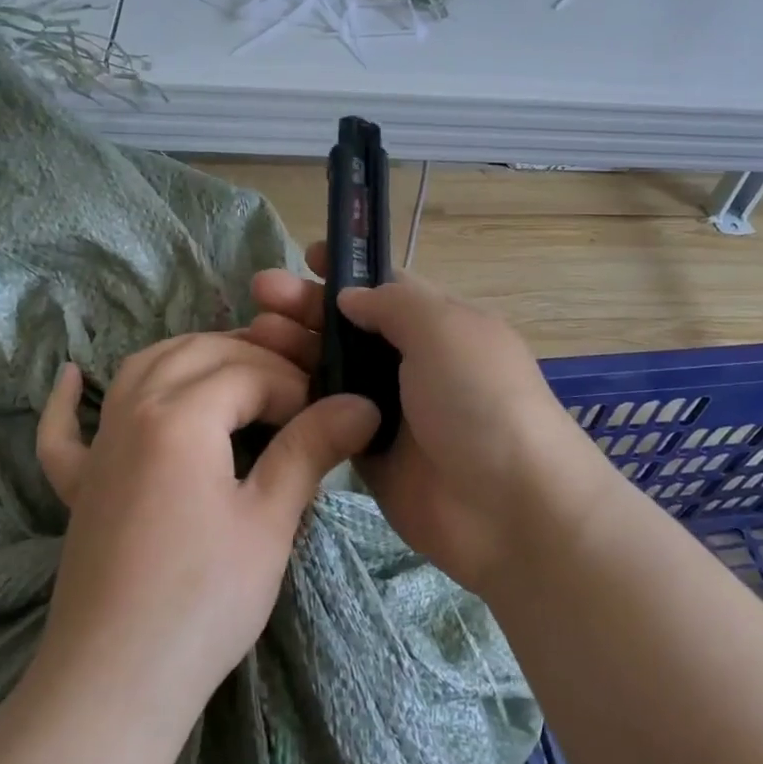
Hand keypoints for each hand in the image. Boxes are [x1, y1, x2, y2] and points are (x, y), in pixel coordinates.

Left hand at [33, 335, 379, 720]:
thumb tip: (361, 404)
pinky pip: (64, 429)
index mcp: (181, 415)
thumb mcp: (269, 521)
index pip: (248, 371)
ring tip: (228, 370)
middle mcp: (133, 410)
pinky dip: (69, 400)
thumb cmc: (203, 600)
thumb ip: (310, 449)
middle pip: (196, 352)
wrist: (116, 682)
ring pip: (140, 369)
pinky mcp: (78, 484)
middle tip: (294, 390)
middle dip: (251, 357)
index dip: (295, 386)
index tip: (326, 417)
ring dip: (188, 357)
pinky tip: (73, 377)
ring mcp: (98, 446)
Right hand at [245, 245, 589, 594]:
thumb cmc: (479, 398)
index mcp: (438, 325)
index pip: (385, 287)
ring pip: (331, 370)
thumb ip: (394, 303)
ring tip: (255, 335)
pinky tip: (263, 384)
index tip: (305, 257)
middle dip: (306, 305)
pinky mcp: (367, 453)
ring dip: (295, 348)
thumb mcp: (444, 328)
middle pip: (349, 326)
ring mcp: (388, 410)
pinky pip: (326, 417)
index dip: (346, 270)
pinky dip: (298, 399)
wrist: (508, 506)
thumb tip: (350, 298)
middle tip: (260, 293)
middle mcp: (412, 363)